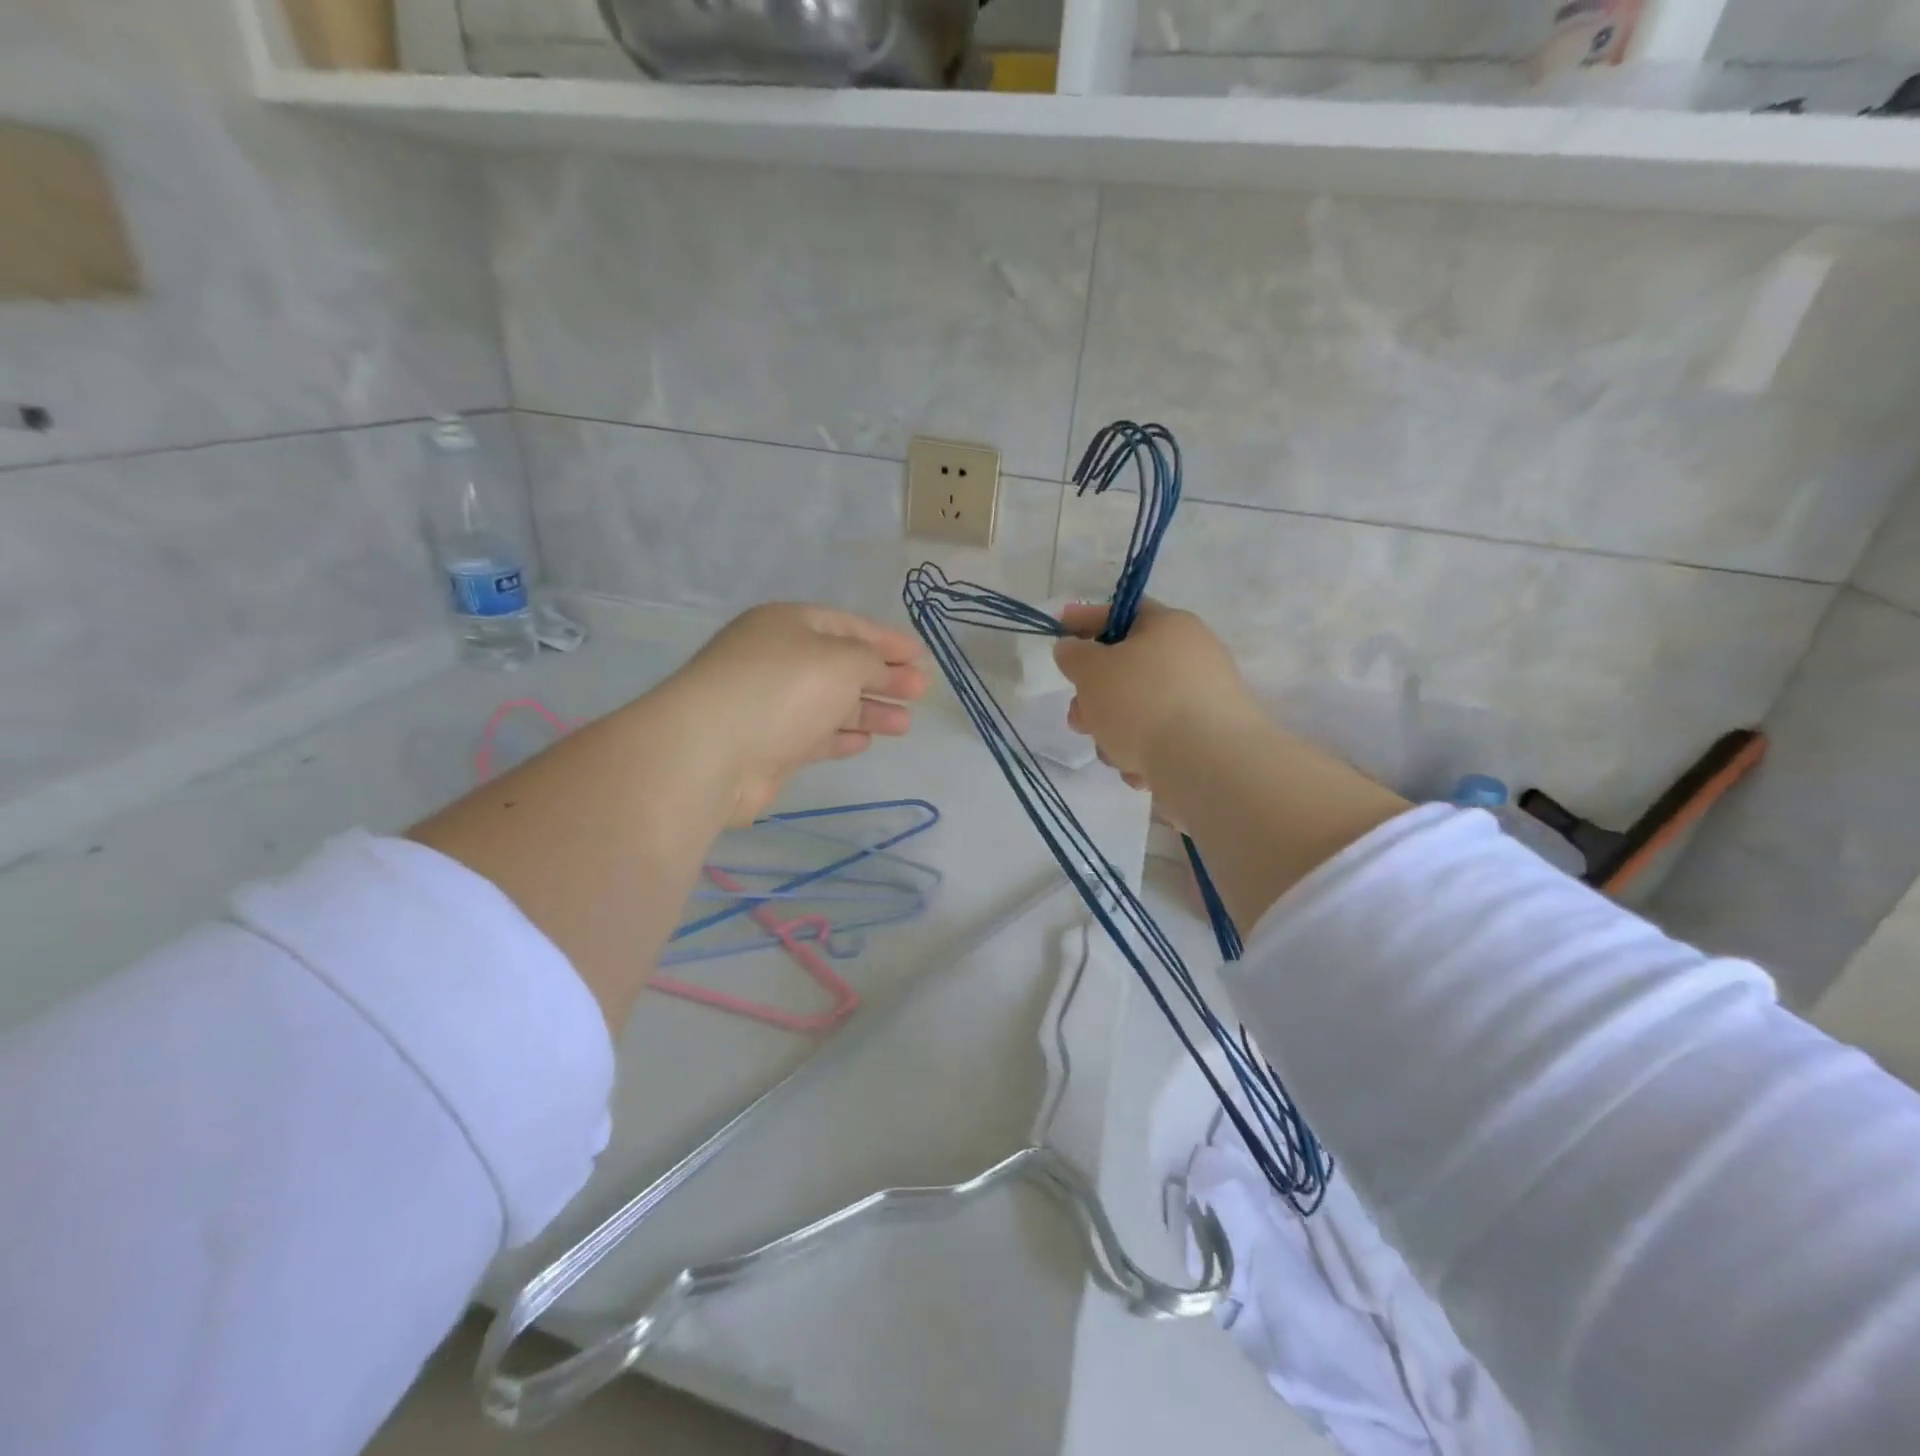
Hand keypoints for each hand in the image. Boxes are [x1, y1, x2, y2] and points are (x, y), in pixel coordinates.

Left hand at [664, 603, 928, 823]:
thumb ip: (870, 660)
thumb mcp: (840, 659)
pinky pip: (814, 735)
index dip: (886, 640)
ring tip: (906, 724)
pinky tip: (866, 742)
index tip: (920, 657)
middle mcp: (778, 660)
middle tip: (921, 691)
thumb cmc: (783, 689)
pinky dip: (841, 736)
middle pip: (841, 665)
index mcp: (788, 624)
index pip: (847, 626)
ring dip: (869, 711)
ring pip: (830, 703)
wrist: (713, 751)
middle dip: (883, 678)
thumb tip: (878, 669)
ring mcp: (771, 705)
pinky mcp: (768, 746)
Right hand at [1053, 600, 1258, 791]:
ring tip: (1112, 753)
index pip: (1121, 612)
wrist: (1206, 763)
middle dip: (1095, 697)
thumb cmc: (1142, 703)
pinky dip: (1144, 754)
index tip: (1059, 630)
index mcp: (1169, 626)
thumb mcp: (1092, 671)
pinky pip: (1162, 740)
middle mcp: (1192, 656)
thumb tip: (1073, 648)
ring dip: (1115, 732)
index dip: (1085, 619)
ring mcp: (1204, 699)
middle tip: (1078, 718)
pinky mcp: (1208, 739)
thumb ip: (1074, 655)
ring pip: (1140, 711)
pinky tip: (1140, 771)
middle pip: (1128, 670)